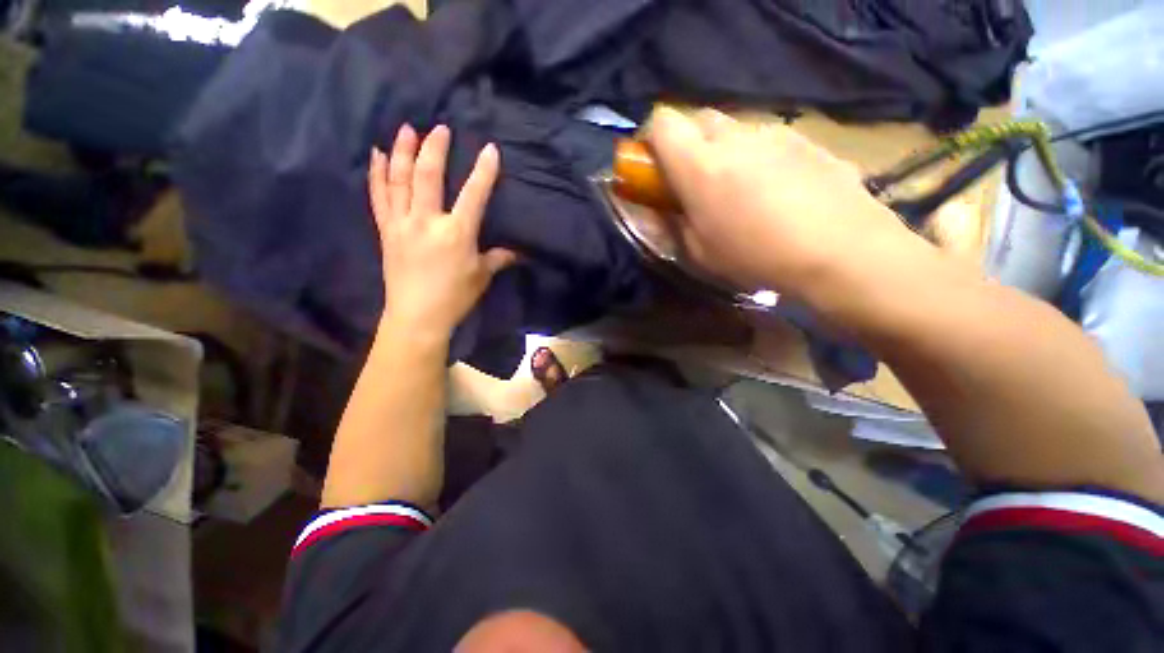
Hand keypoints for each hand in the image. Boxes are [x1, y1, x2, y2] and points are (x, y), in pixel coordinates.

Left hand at [369, 124, 515, 337]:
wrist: (417, 316)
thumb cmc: (455, 297)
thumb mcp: (481, 276)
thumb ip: (498, 258)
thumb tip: (518, 252)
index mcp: (456, 234)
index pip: (473, 195)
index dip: (484, 171)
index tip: (490, 149)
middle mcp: (427, 222)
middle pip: (427, 176)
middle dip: (434, 148)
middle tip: (439, 127)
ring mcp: (402, 224)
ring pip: (399, 180)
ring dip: (401, 151)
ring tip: (406, 129)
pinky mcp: (386, 231)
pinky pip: (379, 197)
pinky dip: (376, 174)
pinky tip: (376, 155)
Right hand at [644, 107, 921, 295]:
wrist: (840, 251)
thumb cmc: (755, 256)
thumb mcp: (699, 253)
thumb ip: (672, 224)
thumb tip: (659, 209)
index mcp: (699, 165)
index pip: (662, 122)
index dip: (653, 140)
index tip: (656, 167)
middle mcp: (734, 136)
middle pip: (700, 120)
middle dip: (690, 145)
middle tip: (697, 182)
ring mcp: (774, 133)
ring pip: (736, 130)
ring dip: (726, 153)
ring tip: (742, 192)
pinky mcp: (805, 140)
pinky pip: (768, 141)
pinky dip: (760, 159)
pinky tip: (778, 192)